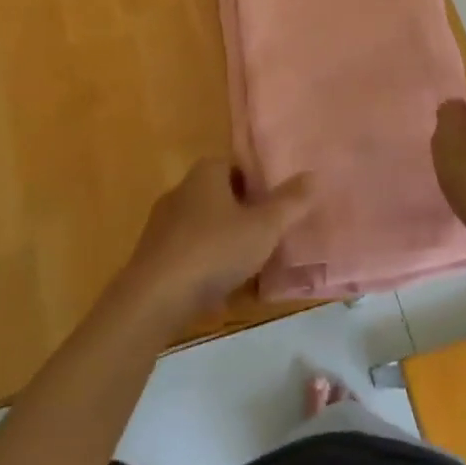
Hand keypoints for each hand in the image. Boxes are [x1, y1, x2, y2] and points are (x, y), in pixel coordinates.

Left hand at [119, 159, 314, 332]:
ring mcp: (163, 223)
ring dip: (225, 242)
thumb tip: (313, 175)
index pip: (236, 166)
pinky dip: (205, 265)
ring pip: (204, 226)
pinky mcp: (153, 255)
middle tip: (269, 236)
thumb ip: (290, 203)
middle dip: (243, 214)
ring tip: (251, 266)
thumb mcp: (263, 228)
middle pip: (220, 195)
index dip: (259, 183)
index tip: (277, 206)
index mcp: (206, 173)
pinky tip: (221, 290)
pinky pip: (189, 253)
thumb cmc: (213, 251)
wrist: (154, 298)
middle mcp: (181, 190)